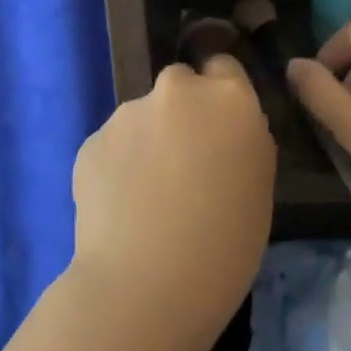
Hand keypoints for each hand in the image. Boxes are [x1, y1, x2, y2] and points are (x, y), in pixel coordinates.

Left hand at [70, 56, 276, 335]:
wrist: (147, 285)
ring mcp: (128, 113)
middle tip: (185, 163)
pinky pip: (113, 145)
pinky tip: (122, 208)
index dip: (222, 94)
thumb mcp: (260, 184)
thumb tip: (224, 130)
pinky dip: (118, 166)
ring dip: (148, 140)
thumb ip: (244, 139)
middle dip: (182, 113)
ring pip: (142, 116)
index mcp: (228, 97)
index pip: (224, 65)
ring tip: (148, 196)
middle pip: (180, 85)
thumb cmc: (226, 242)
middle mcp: (176, 90)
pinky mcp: (90, 141)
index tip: (220, 127)